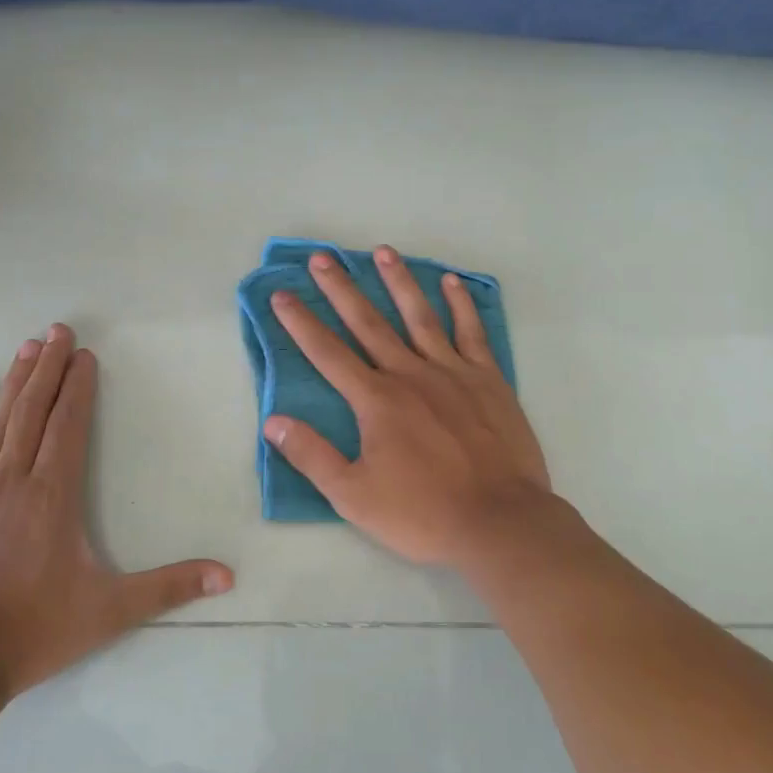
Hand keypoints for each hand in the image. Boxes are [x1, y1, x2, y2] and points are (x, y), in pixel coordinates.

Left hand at [0, 324, 234, 700]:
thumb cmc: (35, 631)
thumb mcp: (110, 610)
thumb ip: (170, 587)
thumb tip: (228, 575)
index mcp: (53, 496)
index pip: (68, 426)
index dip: (78, 388)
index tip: (84, 355)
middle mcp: (12, 482)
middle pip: (34, 413)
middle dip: (48, 368)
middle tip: (57, 330)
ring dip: (15, 385)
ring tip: (27, 348)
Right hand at [263, 247, 552, 567]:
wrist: (499, 521)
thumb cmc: (423, 514)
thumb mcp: (354, 496)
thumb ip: (312, 456)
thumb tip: (273, 421)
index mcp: (376, 401)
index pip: (328, 353)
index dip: (301, 323)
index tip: (282, 294)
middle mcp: (410, 374)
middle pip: (369, 323)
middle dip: (342, 289)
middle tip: (323, 257)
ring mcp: (453, 372)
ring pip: (420, 316)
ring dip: (399, 282)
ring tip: (383, 251)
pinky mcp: (488, 380)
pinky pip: (471, 332)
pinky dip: (460, 305)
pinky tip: (450, 282)